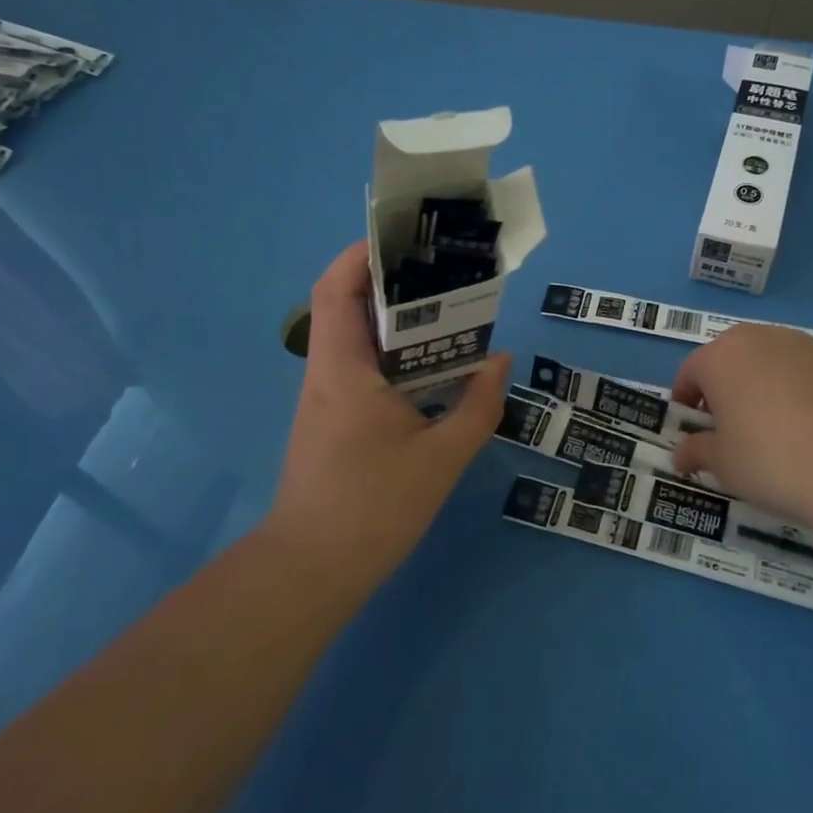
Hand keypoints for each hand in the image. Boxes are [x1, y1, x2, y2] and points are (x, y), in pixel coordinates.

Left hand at [263, 241, 509, 592]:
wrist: (312, 571)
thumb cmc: (372, 507)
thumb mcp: (441, 457)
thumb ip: (477, 405)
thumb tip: (501, 361)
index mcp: (343, 368)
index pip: (337, 288)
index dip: (364, 254)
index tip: (408, 240)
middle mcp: (328, 374)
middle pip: (350, 306)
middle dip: (395, 283)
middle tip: (447, 275)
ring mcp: (327, 399)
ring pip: (359, 340)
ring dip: (399, 322)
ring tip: (451, 315)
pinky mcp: (334, 422)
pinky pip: (364, 370)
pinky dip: (397, 357)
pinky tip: (435, 371)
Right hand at [669, 324, 812, 549]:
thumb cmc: (774, 461)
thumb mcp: (725, 465)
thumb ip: (698, 452)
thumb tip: (682, 453)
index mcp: (722, 356)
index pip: (691, 371)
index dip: (686, 399)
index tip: (690, 426)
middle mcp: (763, 338)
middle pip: (733, 359)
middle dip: (725, 389)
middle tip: (731, 428)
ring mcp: (809, 345)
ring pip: (774, 362)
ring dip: (765, 387)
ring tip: (777, 430)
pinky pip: (811, 374)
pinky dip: (804, 393)